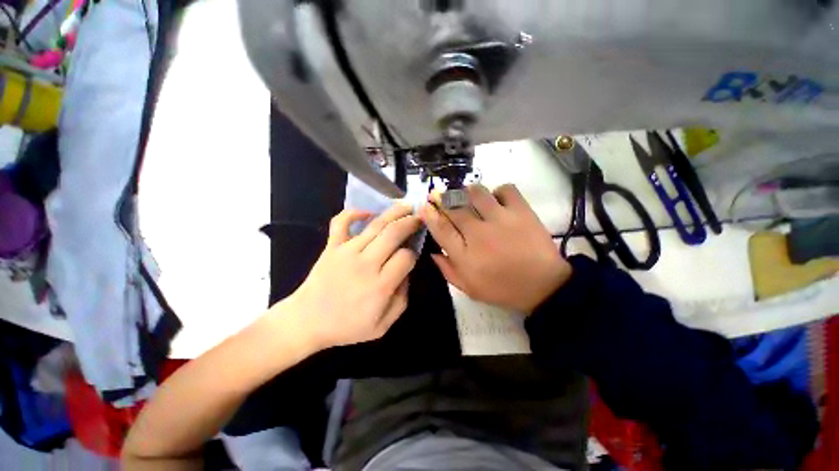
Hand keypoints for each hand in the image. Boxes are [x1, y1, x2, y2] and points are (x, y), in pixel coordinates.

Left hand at [280, 204, 419, 349]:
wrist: (306, 322)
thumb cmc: (346, 327)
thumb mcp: (382, 326)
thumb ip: (401, 300)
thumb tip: (406, 274)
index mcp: (380, 286)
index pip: (406, 257)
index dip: (413, 254)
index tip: (412, 255)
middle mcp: (365, 264)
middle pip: (393, 234)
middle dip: (410, 223)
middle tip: (419, 217)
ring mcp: (346, 252)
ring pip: (375, 225)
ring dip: (393, 213)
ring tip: (406, 205)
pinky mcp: (332, 246)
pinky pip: (341, 222)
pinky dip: (354, 212)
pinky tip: (368, 212)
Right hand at [420, 184, 571, 313]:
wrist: (543, 286)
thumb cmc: (502, 289)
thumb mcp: (468, 288)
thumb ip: (447, 269)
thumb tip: (432, 251)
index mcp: (465, 255)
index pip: (441, 229)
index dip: (430, 215)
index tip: (425, 207)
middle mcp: (478, 233)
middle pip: (454, 207)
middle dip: (442, 198)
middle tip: (439, 195)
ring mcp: (501, 219)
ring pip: (476, 193)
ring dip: (467, 192)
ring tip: (467, 196)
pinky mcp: (521, 211)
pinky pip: (505, 189)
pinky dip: (498, 191)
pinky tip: (496, 200)